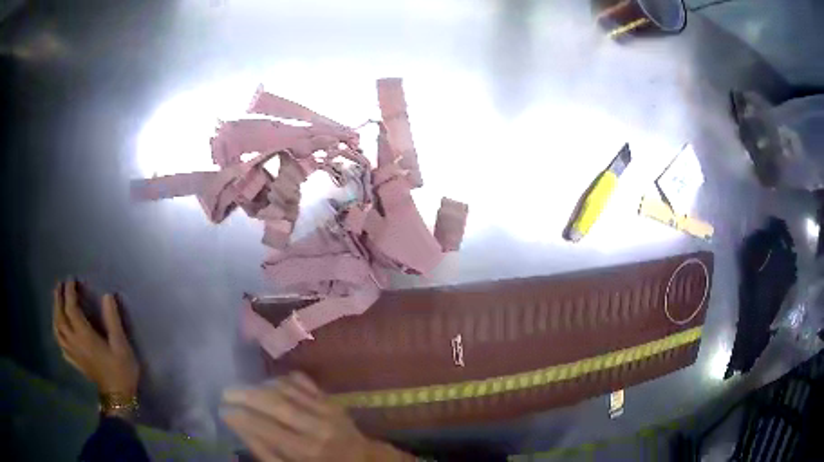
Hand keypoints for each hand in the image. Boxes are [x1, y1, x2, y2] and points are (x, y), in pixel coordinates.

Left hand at [53, 280, 139, 397]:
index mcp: (84, 336)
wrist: (118, 397)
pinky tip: (59, 330)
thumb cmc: (121, 370)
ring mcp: (73, 353)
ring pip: (57, 330)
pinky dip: (57, 333)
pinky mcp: (75, 361)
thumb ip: (113, 320)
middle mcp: (74, 342)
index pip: (71, 309)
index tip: (71, 279)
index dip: (70, 292)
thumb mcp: (121, 345)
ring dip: (55, 313)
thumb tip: (107, 295)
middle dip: (58, 299)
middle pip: (60, 317)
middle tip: (59, 285)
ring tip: (57, 303)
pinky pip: (61, 344)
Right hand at [221, 372, 413, 461]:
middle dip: (245, 395)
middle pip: (275, 403)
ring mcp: (326, 409)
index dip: (241, 417)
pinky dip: (281, 379)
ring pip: (287, 388)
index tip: (222, 410)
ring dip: (260, 385)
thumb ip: (266, 452)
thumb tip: (238, 428)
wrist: (361, 458)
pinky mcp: (330, 398)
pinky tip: (267, 384)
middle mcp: (317, 427)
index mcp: (306, 451)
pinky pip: (301, 380)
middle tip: (225, 392)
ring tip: (242, 389)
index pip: (267, 429)